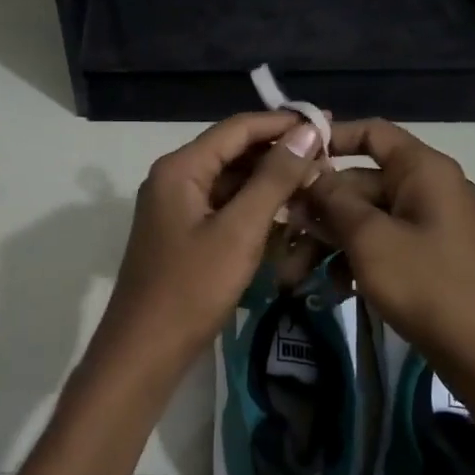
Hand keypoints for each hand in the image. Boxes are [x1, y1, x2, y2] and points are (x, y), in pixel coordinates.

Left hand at [86, 112, 324, 393]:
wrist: (145, 350)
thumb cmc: (192, 288)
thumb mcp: (239, 231)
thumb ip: (273, 178)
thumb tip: (306, 131)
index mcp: (181, 168)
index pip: (238, 128)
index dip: (284, 123)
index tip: (327, 126)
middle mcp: (175, 178)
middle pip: (234, 152)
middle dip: (280, 154)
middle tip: (328, 161)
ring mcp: (178, 207)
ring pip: (232, 181)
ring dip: (271, 182)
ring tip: (316, 187)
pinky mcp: (185, 234)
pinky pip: (225, 207)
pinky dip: (256, 208)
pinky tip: (289, 217)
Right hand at [298, 119, 474, 396]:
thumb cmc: (428, 284)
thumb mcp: (370, 239)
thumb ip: (333, 201)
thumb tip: (307, 173)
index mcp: (423, 170)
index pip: (372, 133)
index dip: (331, 139)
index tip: (290, 158)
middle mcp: (428, 188)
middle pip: (361, 183)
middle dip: (318, 211)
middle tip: (282, 236)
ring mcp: (430, 225)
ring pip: (367, 220)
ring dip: (330, 242)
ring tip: (295, 275)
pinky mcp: (428, 258)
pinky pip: (383, 245)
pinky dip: (356, 261)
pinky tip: (332, 290)